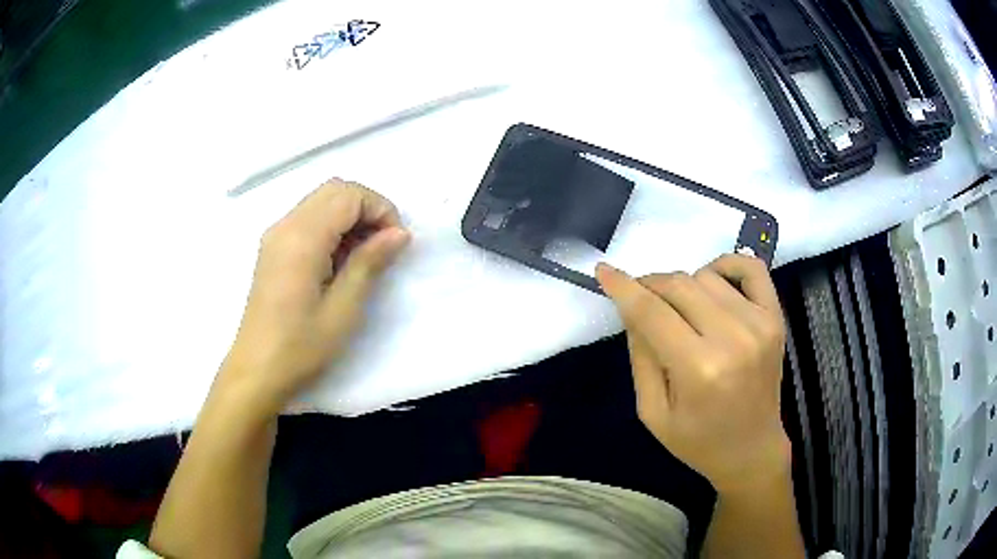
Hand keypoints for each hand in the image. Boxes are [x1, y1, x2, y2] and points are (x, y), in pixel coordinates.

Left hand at [219, 180, 409, 414]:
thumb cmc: (301, 347)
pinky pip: (308, 218)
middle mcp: (285, 225)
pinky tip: (339, 260)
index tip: (396, 243)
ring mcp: (275, 235)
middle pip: (335, 189)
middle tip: (383, 245)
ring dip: (350, 217)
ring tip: (364, 255)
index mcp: (302, 238)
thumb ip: (370, 263)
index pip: (349, 195)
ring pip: (321, 201)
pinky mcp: (273, 248)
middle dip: (367, 208)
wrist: (257, 370)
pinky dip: (332, 227)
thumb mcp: (343, 309)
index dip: (381, 210)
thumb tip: (400, 233)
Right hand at [596, 254, 789, 494]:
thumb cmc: (698, 441)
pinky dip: (726, 265)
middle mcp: (732, 339)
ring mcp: (759, 324)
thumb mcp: (652, 411)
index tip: (604, 271)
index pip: (652, 312)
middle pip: (679, 285)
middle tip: (640, 299)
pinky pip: (751, 268)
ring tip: (681, 311)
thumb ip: (641, 356)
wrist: (751, 450)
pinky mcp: (776, 318)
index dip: (623, 287)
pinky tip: (713, 282)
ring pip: (706, 276)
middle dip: (650, 285)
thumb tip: (632, 308)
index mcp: (698, 370)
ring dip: (684, 286)